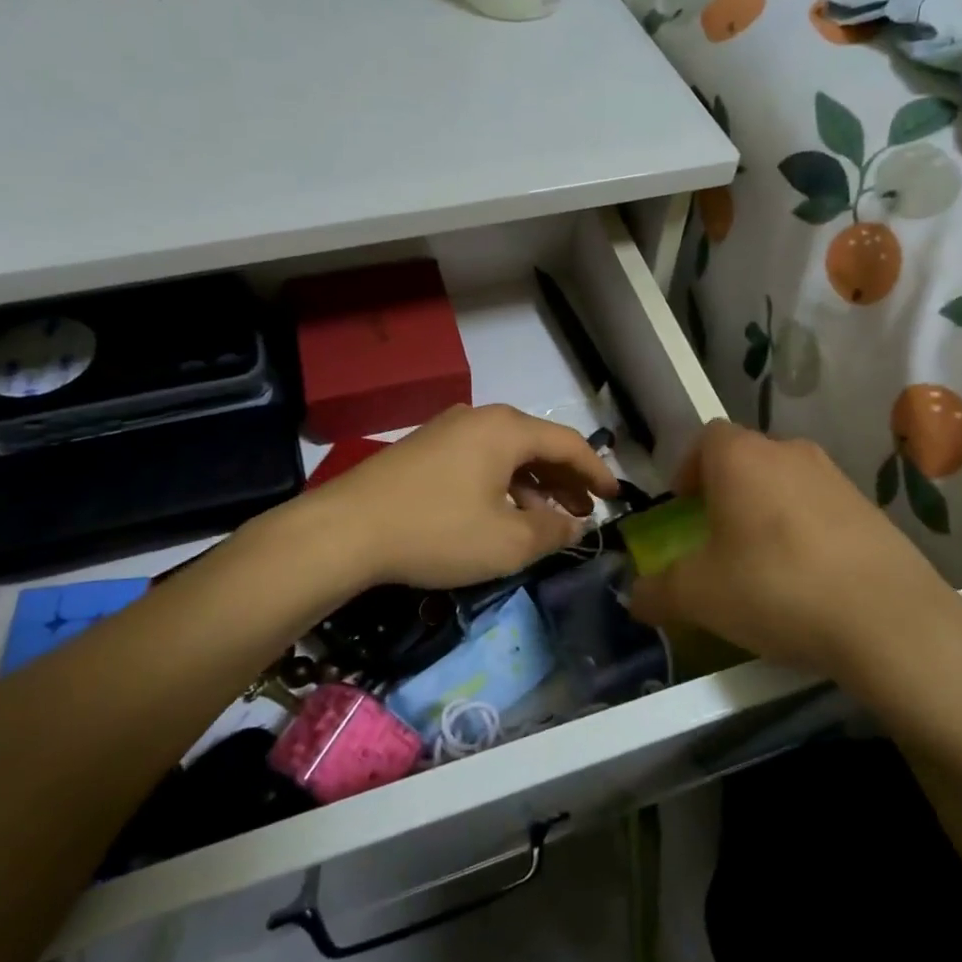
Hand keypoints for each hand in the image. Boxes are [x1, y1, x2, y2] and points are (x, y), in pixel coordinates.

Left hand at [314, 404, 619, 588]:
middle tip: (585, 511)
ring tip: (550, 518)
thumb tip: (574, 524)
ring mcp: (448, 431)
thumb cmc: (436, 532)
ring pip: (507, 454)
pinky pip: (480, 461)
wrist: (345, 530)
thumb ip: (551, 531)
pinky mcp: (424, 450)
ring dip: (535, 484)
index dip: (597, 471)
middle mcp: (480, 419)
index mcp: (506, 429)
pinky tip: (504, 513)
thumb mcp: (506, 542)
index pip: (569, 444)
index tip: (615, 496)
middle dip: (566, 479)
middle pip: (538, 445)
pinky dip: (503, 484)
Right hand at [629, 421, 960, 678]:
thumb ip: (657, 591)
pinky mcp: (872, 509)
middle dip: (726, 492)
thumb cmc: (774, 587)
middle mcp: (789, 453)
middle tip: (717, 538)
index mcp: (741, 458)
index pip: (706, 438)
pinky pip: (822, 508)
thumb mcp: (699, 596)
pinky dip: (805, 531)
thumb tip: (635, 596)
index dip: (689, 468)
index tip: (684, 507)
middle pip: (746, 458)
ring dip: (767, 511)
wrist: (886, 619)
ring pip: (786, 483)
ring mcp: (837, 478)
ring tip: (762, 562)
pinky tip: (807, 579)